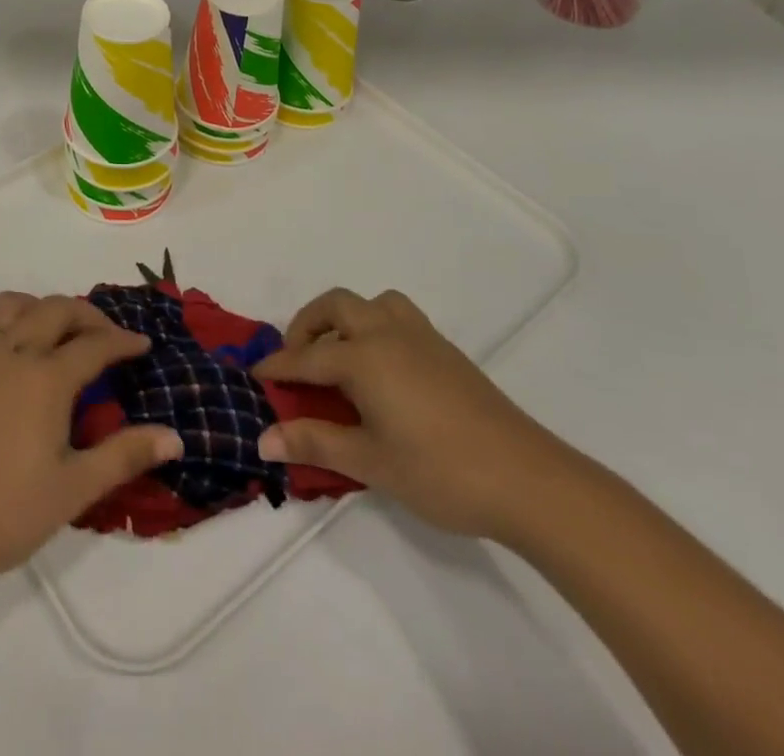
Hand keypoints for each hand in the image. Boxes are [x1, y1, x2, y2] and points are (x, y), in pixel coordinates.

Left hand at [0, 292, 182, 593]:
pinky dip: (3, 319)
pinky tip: (9, 344)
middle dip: (88, 315)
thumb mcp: (72, 490)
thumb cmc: (2, 513)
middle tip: (107, 336)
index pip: (94, 344)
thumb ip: (124, 456)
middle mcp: (13, 350)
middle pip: (56, 310)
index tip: (143, 346)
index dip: (123, 342)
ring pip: (14, 304)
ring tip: (58, 331)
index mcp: (46, 378)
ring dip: (43, 308)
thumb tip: (175, 437)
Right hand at [253, 288, 574, 540]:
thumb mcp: (370, 463)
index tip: (254, 375)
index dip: (277, 367)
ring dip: (346, 318)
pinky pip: (398, 316)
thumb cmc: (441, 472)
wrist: (529, 480)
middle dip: (306, 326)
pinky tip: (382, 369)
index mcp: (364, 357)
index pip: (306, 357)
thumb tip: (262, 440)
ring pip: (372, 303)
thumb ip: (314, 443)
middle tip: (296, 361)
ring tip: (339, 354)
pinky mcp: (446, 351)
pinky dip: (375, 326)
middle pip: (335, 307)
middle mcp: (387, 333)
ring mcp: (421, 337)